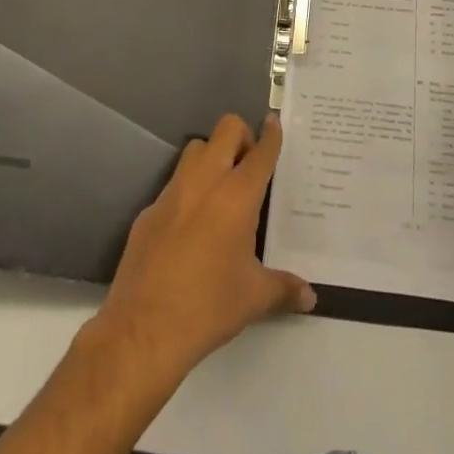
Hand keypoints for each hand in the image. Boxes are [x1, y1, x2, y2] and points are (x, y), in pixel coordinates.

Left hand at [93, 114, 314, 381]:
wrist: (143, 329)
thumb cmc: (208, 307)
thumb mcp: (254, 298)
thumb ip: (284, 289)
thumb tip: (310, 297)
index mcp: (237, 196)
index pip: (261, 151)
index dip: (271, 134)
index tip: (275, 124)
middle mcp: (205, 182)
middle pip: (226, 129)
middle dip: (242, 137)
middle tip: (249, 167)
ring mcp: (172, 192)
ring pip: (195, 149)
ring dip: (212, 157)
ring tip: (221, 191)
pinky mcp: (148, 210)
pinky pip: (173, 185)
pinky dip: (187, 192)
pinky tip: (191, 228)